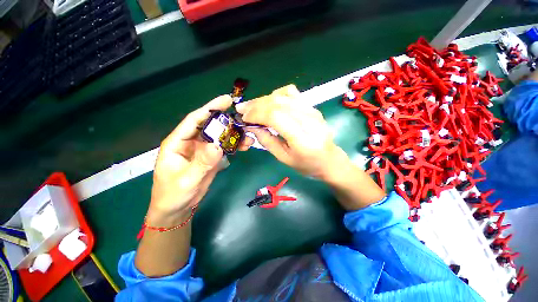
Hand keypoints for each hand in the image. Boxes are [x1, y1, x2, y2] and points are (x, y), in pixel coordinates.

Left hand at [148, 95, 251, 224]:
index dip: (210, 108)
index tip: (227, 100)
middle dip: (227, 121)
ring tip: (249, 137)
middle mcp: (192, 142)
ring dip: (234, 136)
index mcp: (178, 142)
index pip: (194, 120)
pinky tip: (245, 146)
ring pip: (220, 137)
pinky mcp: (211, 158)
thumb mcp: (186, 180)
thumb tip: (217, 146)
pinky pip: (224, 148)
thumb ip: (201, 163)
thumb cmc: (173, 194)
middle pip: (211, 126)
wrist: (178, 208)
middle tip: (244, 118)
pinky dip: (235, 146)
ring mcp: (203, 150)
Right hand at [236, 85, 348, 179]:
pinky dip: (277, 95)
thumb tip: (251, 126)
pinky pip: (292, 94)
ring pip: (284, 96)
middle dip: (257, 105)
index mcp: (302, 139)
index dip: (257, 114)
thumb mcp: (284, 158)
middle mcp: (309, 120)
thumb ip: (267, 141)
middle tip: (243, 109)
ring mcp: (312, 111)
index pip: (276, 117)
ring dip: (264, 99)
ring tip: (252, 106)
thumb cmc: (306, 164)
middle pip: (278, 103)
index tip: (244, 118)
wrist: (329, 160)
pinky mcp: (312, 107)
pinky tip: (270, 102)